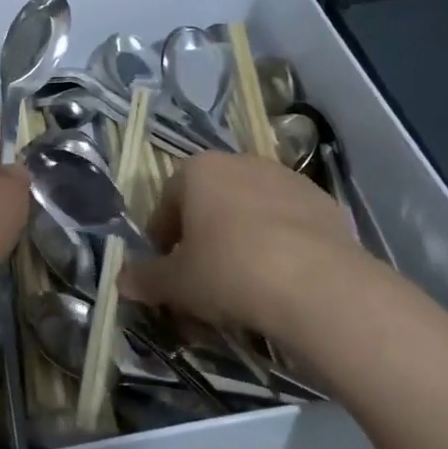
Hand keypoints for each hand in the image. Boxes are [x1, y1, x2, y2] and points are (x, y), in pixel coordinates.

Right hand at [122, 152, 383, 346]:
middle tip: (202, 276)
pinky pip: (289, 224)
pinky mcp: (325, 204)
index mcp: (199, 170)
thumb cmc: (229, 271)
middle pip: (211, 201)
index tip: (166, 268)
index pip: (168, 201)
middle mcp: (242, 163)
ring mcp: (288, 180)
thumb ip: (146, 279)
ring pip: (252, 210)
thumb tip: (122, 280)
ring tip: (245, 281)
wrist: (318, 285)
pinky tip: (281, 279)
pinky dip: (280, 245)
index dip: (162, 237)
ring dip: (242, 237)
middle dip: (203, 234)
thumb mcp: (177, 284)